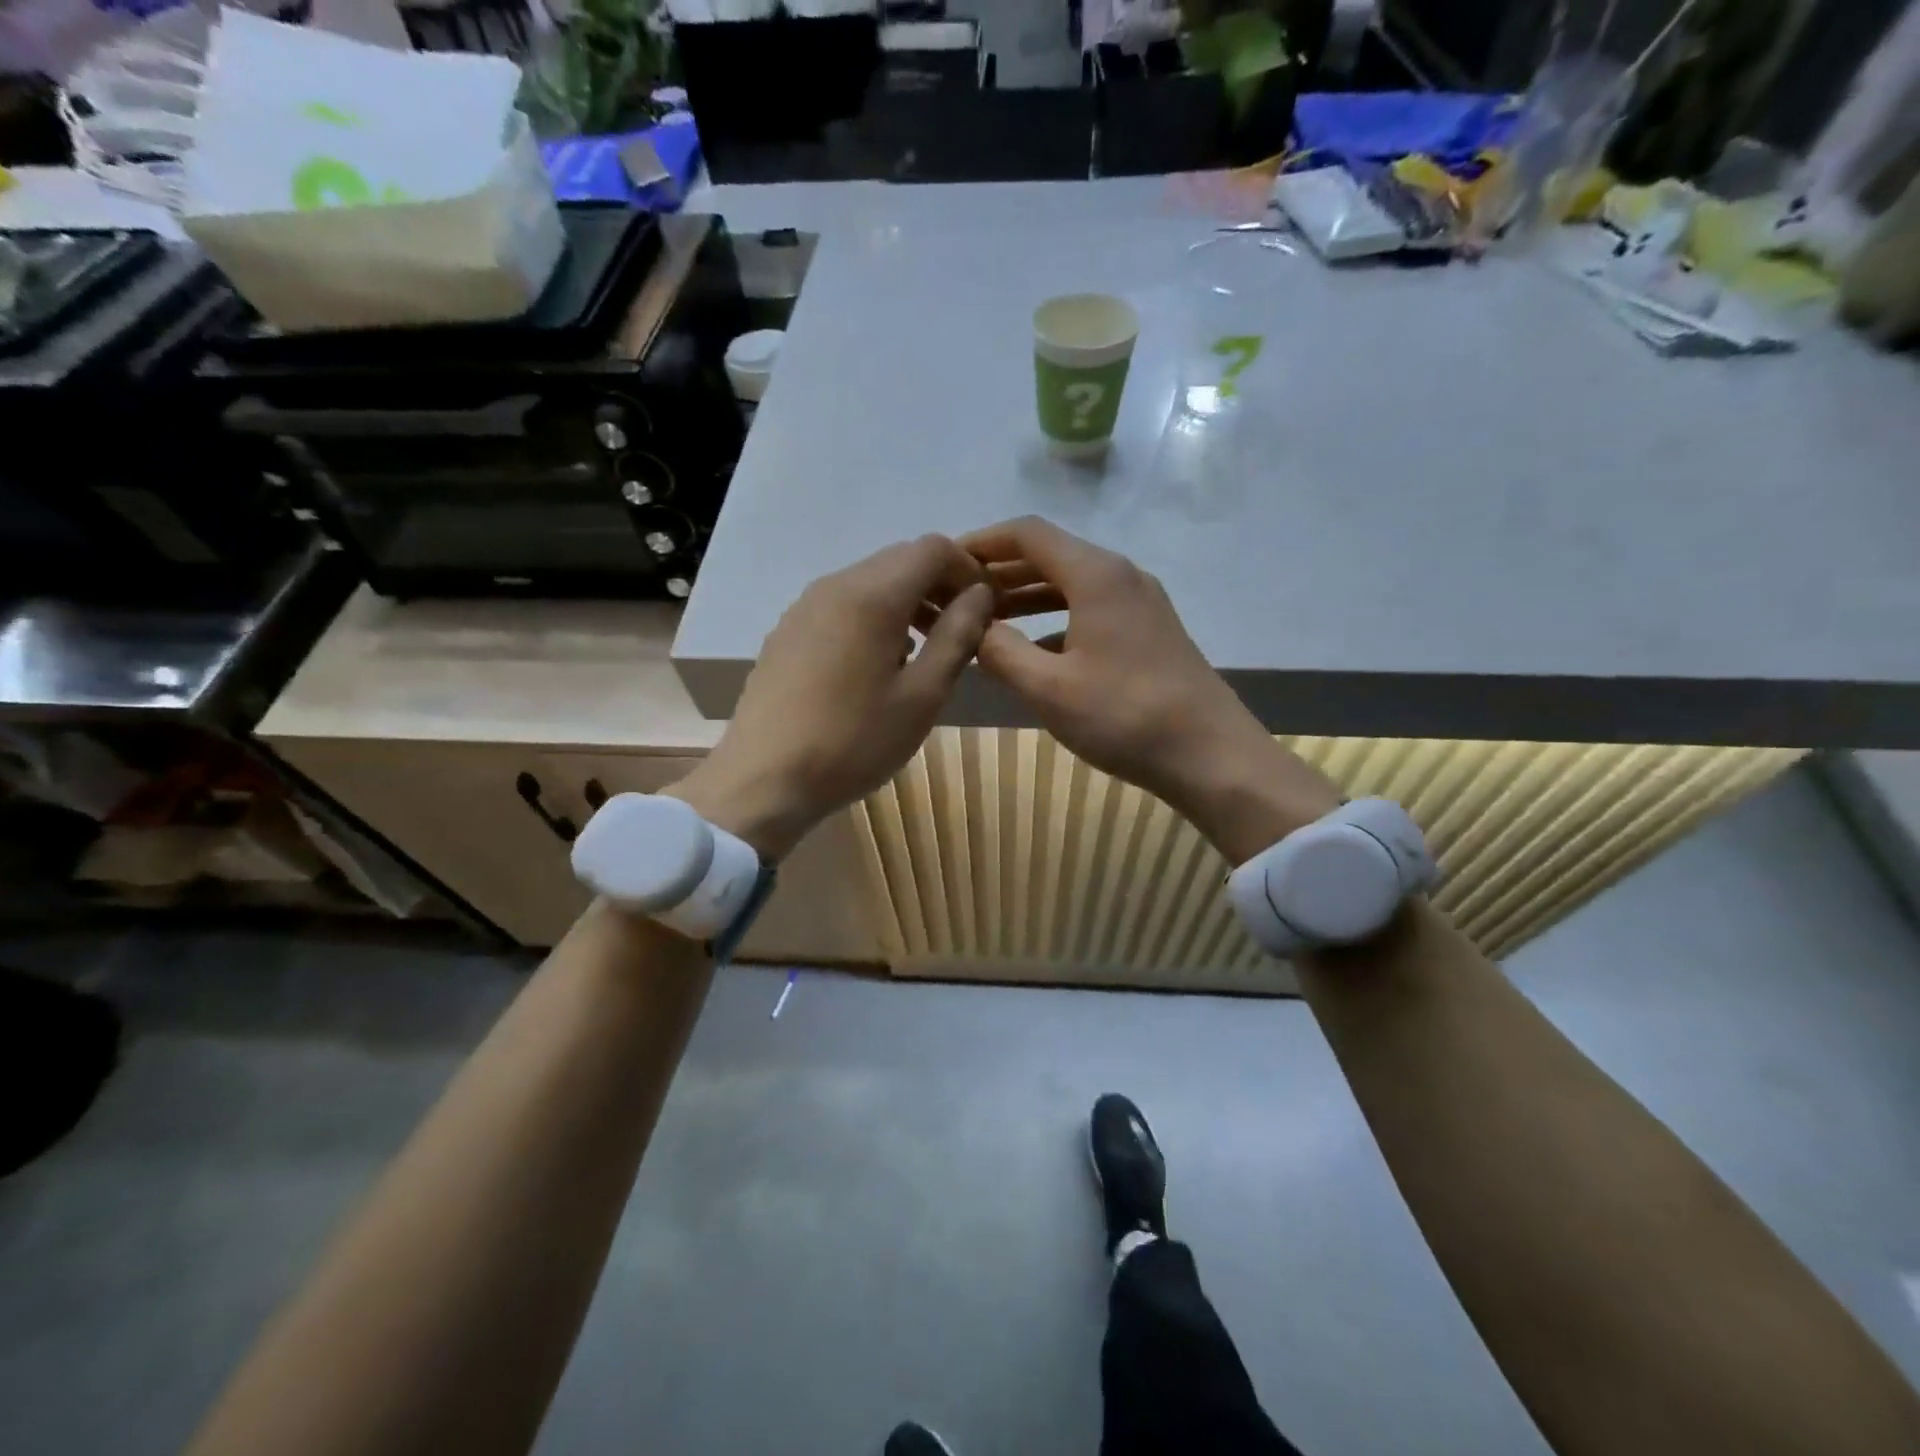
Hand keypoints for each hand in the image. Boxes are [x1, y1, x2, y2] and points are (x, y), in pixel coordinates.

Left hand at [669, 535, 993, 860]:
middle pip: (900, 560)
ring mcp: (804, 607)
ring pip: (869, 582)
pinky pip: (842, 605)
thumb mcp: (922, 695)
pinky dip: (874, 617)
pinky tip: (877, 667)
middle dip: (938, 585)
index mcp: (872, 595)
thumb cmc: (853, 742)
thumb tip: (979, 594)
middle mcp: (835, 585)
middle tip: (960, 631)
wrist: (763, 779)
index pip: (932, 549)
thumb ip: (957, 636)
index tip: (985, 608)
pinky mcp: (787, 631)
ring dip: (906, 602)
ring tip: (923, 653)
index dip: (968, 570)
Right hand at [961, 517, 1339, 862]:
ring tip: (985, 621)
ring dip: (1026, 597)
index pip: (1028, 534)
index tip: (946, 562)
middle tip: (957, 595)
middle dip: (1001, 572)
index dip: (983, 542)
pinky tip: (1032, 652)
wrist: (1211, 755)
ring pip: (1070, 585)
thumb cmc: (1125, 716)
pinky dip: (1054, 621)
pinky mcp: (1148, 631)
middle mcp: (1120, 576)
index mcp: (1096, 575)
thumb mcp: (1049, 689)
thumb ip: (1002, 652)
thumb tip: (976, 627)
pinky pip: (1089, 610)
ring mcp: (1139, 603)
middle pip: (1050, 556)